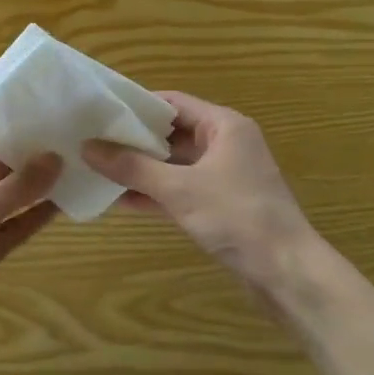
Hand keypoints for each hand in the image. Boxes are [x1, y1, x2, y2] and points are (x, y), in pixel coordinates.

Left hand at [0, 127, 60, 368]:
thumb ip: (17, 186)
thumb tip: (56, 157)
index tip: (27, 101)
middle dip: (22, 150)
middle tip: (62, 130)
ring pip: (7, 195)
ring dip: (34, 183)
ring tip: (72, 160)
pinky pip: (14, 225)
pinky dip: (35, 215)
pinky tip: (66, 201)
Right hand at [83, 91, 336, 316]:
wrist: (286, 272)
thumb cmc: (237, 217)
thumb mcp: (179, 189)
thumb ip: (132, 167)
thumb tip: (86, 147)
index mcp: (223, 126)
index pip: (172, 102)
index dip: (136, 105)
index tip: (100, 112)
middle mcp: (224, 144)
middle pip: (170, 132)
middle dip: (132, 139)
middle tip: (91, 140)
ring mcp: (222, 176)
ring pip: (172, 164)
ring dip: (139, 169)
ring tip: (97, 169)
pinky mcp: (219, 204)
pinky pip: (178, 189)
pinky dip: (153, 193)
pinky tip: (118, 200)